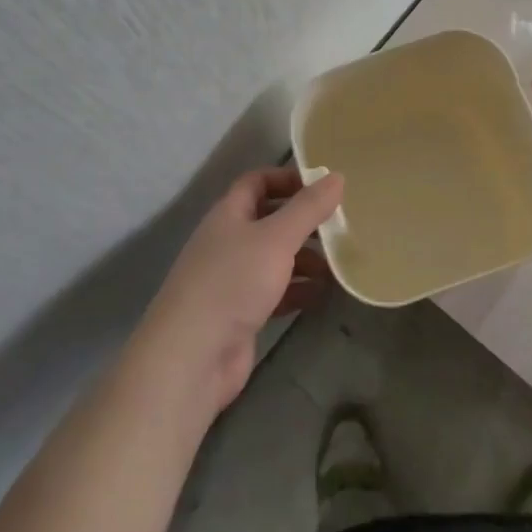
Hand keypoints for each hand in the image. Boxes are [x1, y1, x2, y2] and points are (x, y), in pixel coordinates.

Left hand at [138, 166, 344, 412]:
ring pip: (275, 258)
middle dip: (303, 222)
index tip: (322, 186)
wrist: (193, 356)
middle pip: (270, 220)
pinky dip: (297, 289)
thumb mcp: (277, 238)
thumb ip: (308, 208)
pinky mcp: (241, 313)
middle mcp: (229, 241)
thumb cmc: (234, 282)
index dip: (287, 178)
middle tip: (338, 227)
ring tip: (337, 264)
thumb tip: (336, 176)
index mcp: (229, 214)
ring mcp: (233, 279)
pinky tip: (321, 294)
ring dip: (305, 258)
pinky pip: (275, 291)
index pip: (257, 181)